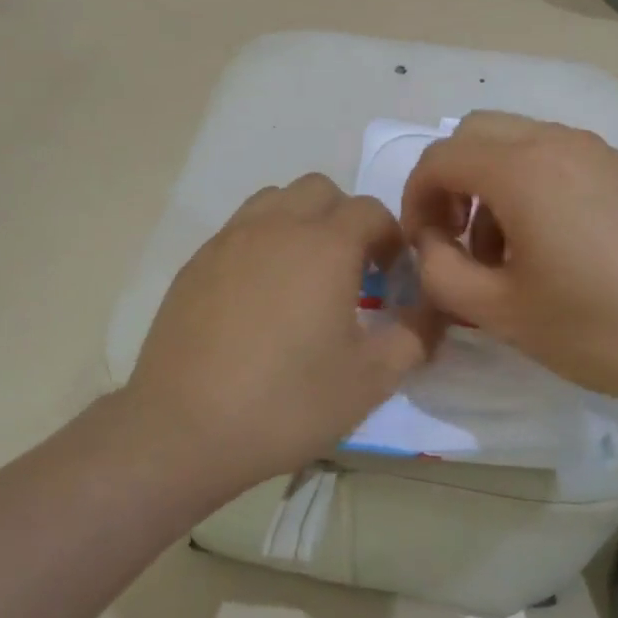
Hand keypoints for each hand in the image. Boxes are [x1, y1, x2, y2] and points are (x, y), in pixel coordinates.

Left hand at [123, 175, 441, 493]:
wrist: (184, 427)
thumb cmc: (286, 402)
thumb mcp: (369, 380)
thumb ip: (414, 336)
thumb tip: (433, 311)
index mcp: (325, 245)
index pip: (370, 211)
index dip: (390, 238)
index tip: (392, 278)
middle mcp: (277, 226)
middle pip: (321, 190)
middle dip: (345, 219)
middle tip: (350, 271)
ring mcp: (231, 238)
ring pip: (276, 200)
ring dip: (300, 221)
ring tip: (303, 275)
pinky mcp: (197, 260)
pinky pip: (240, 229)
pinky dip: (263, 242)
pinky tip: (259, 295)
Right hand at [399, 112, 617, 418]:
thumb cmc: (601, 327)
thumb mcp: (500, 312)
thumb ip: (441, 272)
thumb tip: (430, 244)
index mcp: (520, 170)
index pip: (438, 159)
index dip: (415, 200)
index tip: (422, 247)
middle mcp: (554, 142)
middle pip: (473, 134)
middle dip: (450, 182)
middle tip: (457, 238)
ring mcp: (593, 150)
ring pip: (513, 141)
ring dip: (488, 182)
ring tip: (504, 251)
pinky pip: (551, 154)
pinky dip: (526, 182)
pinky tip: (548, 244)